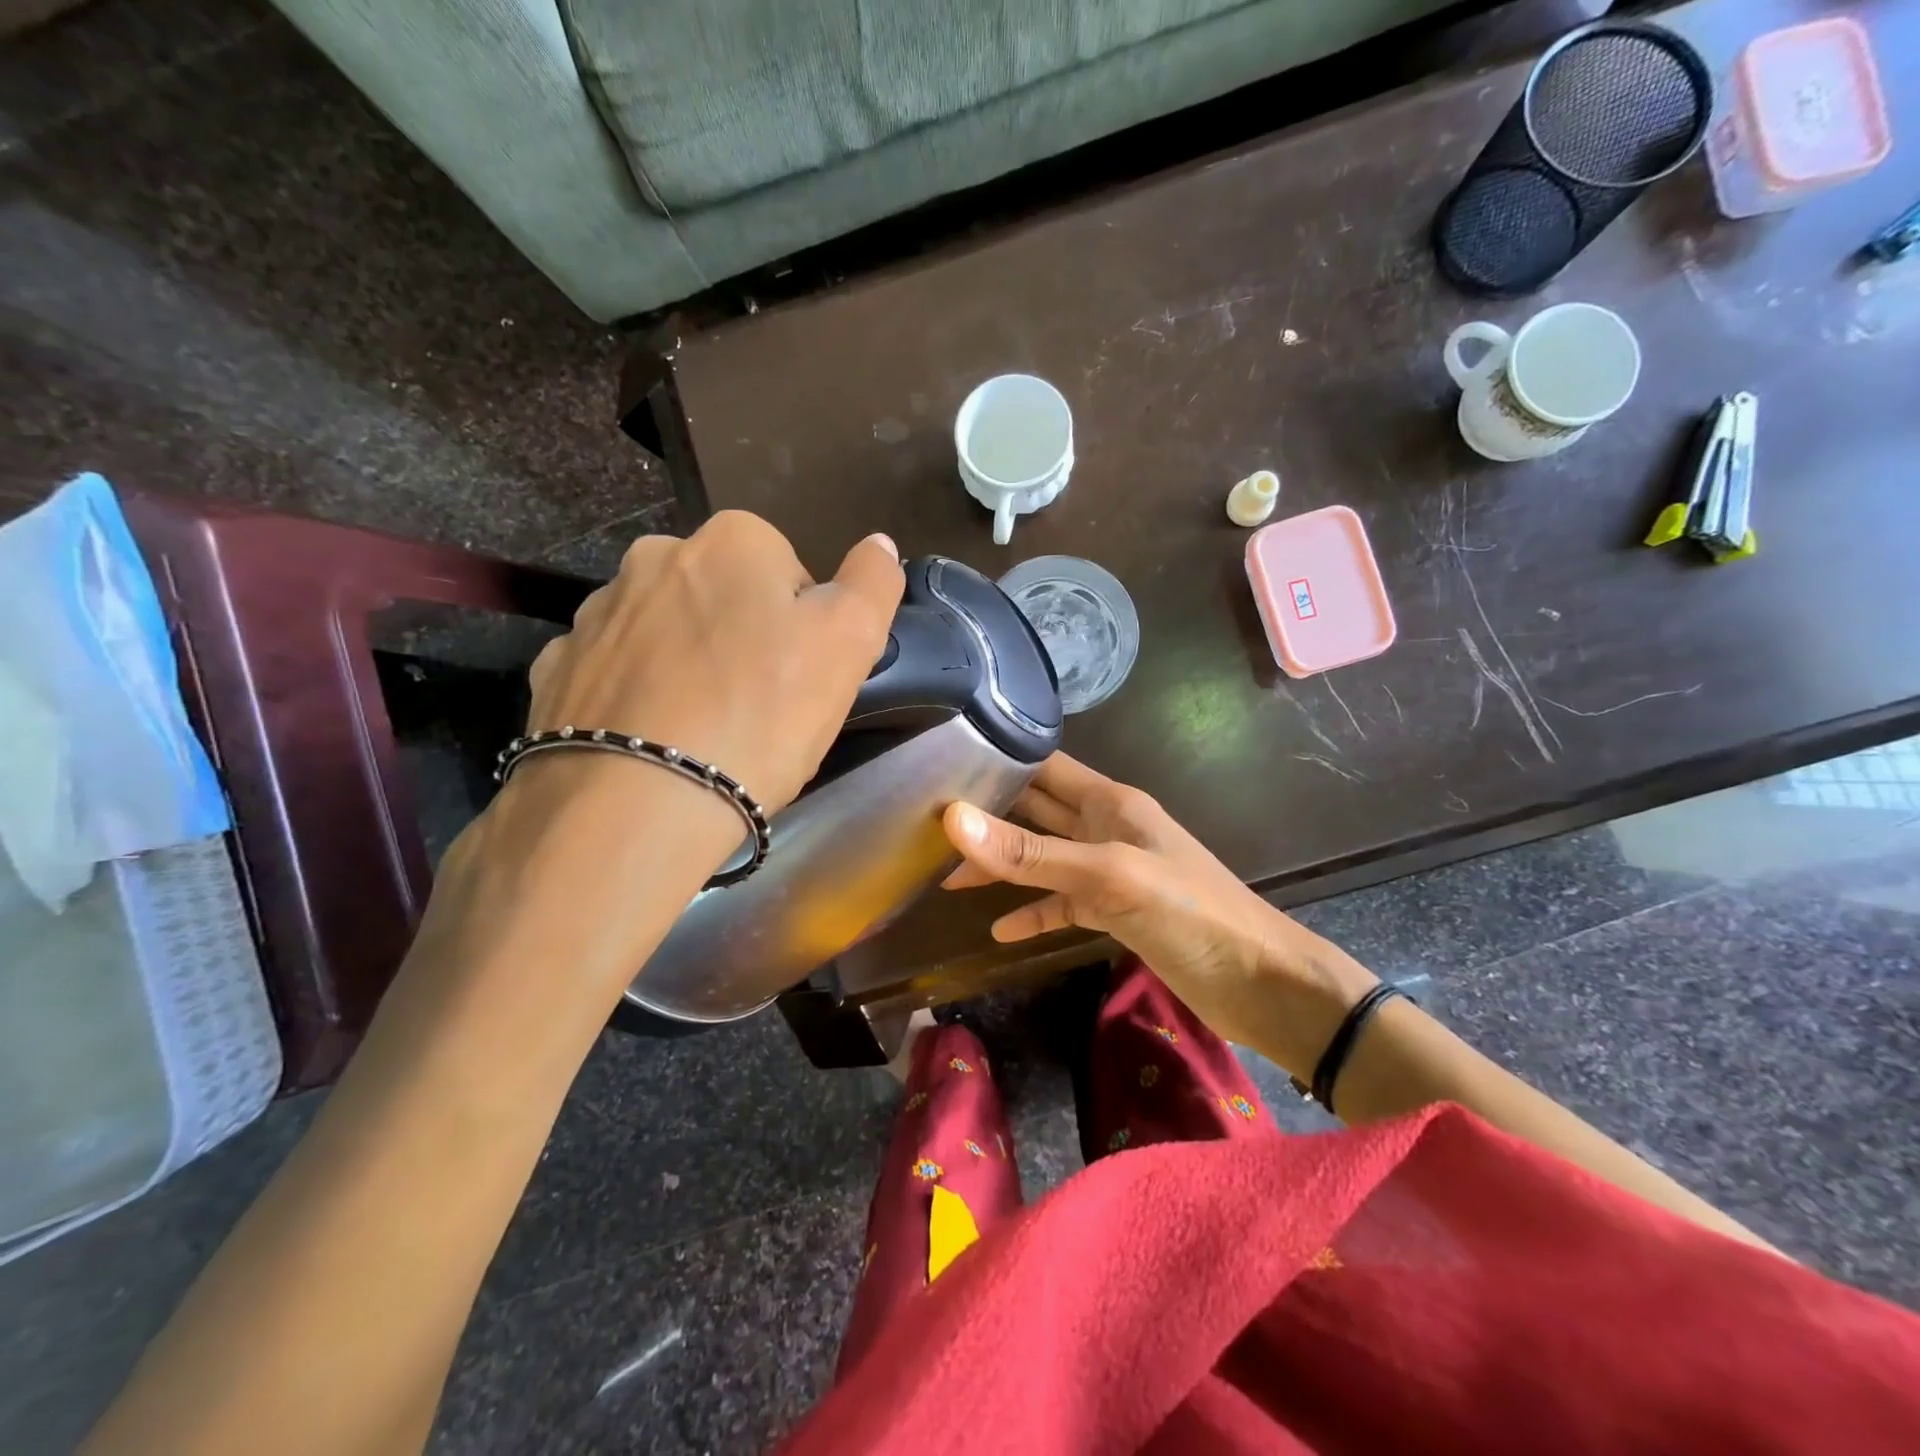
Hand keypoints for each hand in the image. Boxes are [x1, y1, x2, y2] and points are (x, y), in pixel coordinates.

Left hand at [524, 512, 902, 815]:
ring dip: (688, 667)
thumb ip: (873, 582)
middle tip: (757, 709)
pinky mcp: (556, 668)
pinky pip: (616, 672)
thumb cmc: (762, 716)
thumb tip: (880, 544)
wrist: (634, 805)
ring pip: (667, 633)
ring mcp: (596, 613)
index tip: (801, 681)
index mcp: (732, 541)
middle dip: (743, 640)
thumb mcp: (849, 644)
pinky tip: (651, 741)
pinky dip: (636, 696)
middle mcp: (655, 557)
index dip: (804, 629)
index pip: (789, 572)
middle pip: (724, 598)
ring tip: (703, 733)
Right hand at [941, 753, 1376, 1073]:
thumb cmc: (1191, 914)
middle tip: (928, 823)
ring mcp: (1112, 870)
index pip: (1043, 767)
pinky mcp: (1117, 912)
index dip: (997, 761)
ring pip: (1044, 858)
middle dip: (989, 815)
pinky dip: (1033, 912)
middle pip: (1037, 812)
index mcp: (1110, 802)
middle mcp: (1107, 827)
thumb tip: (952, 819)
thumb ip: (1031, 852)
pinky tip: (999, 931)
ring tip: (947, 876)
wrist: (1264, 985)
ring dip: (1003, 865)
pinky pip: (1064, 904)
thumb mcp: (1107, 877)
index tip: (941, 767)